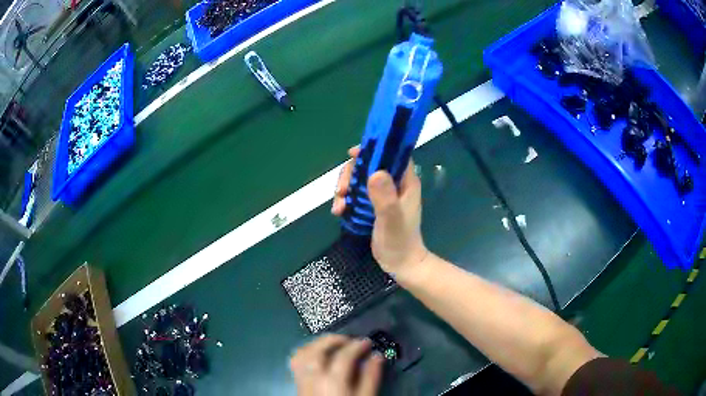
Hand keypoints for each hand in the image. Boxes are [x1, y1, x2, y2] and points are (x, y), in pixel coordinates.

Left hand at [290, 334, 383, 395]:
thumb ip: (371, 377)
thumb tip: (377, 356)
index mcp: (333, 381)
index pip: (344, 355)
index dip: (357, 345)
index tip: (367, 342)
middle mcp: (314, 377)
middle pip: (318, 350)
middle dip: (334, 339)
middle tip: (349, 340)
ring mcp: (302, 380)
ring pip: (302, 353)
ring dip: (317, 343)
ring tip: (332, 344)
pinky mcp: (297, 383)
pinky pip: (295, 361)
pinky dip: (305, 352)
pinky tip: (316, 354)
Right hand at [333, 147, 428, 277]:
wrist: (400, 264)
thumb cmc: (399, 241)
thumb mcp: (392, 219)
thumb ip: (385, 197)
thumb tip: (374, 172)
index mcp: (405, 182)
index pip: (392, 154)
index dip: (374, 149)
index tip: (353, 154)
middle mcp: (394, 184)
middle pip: (369, 165)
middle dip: (351, 174)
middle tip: (341, 190)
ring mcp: (383, 195)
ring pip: (359, 179)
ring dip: (345, 188)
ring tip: (338, 206)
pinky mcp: (373, 206)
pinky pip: (356, 194)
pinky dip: (345, 200)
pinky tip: (338, 212)